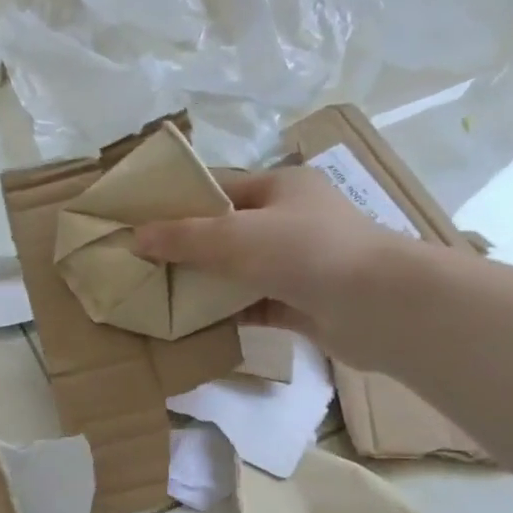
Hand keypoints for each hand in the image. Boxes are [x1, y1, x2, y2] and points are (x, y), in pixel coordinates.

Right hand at [133, 166, 419, 368]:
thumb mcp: (234, 236)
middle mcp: (292, 221)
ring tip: (158, 297)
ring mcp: (299, 264)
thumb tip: (136, 237)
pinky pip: (252, 305)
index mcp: (281, 187)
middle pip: (226, 232)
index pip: (221, 189)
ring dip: (205, 285)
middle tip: (143, 266)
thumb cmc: (305, 251)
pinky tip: (191, 324)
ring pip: (238, 272)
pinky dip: (225, 313)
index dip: (180, 205)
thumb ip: (183, 237)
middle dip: (187, 250)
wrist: (377, 305)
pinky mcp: (301, 303)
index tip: (141, 225)